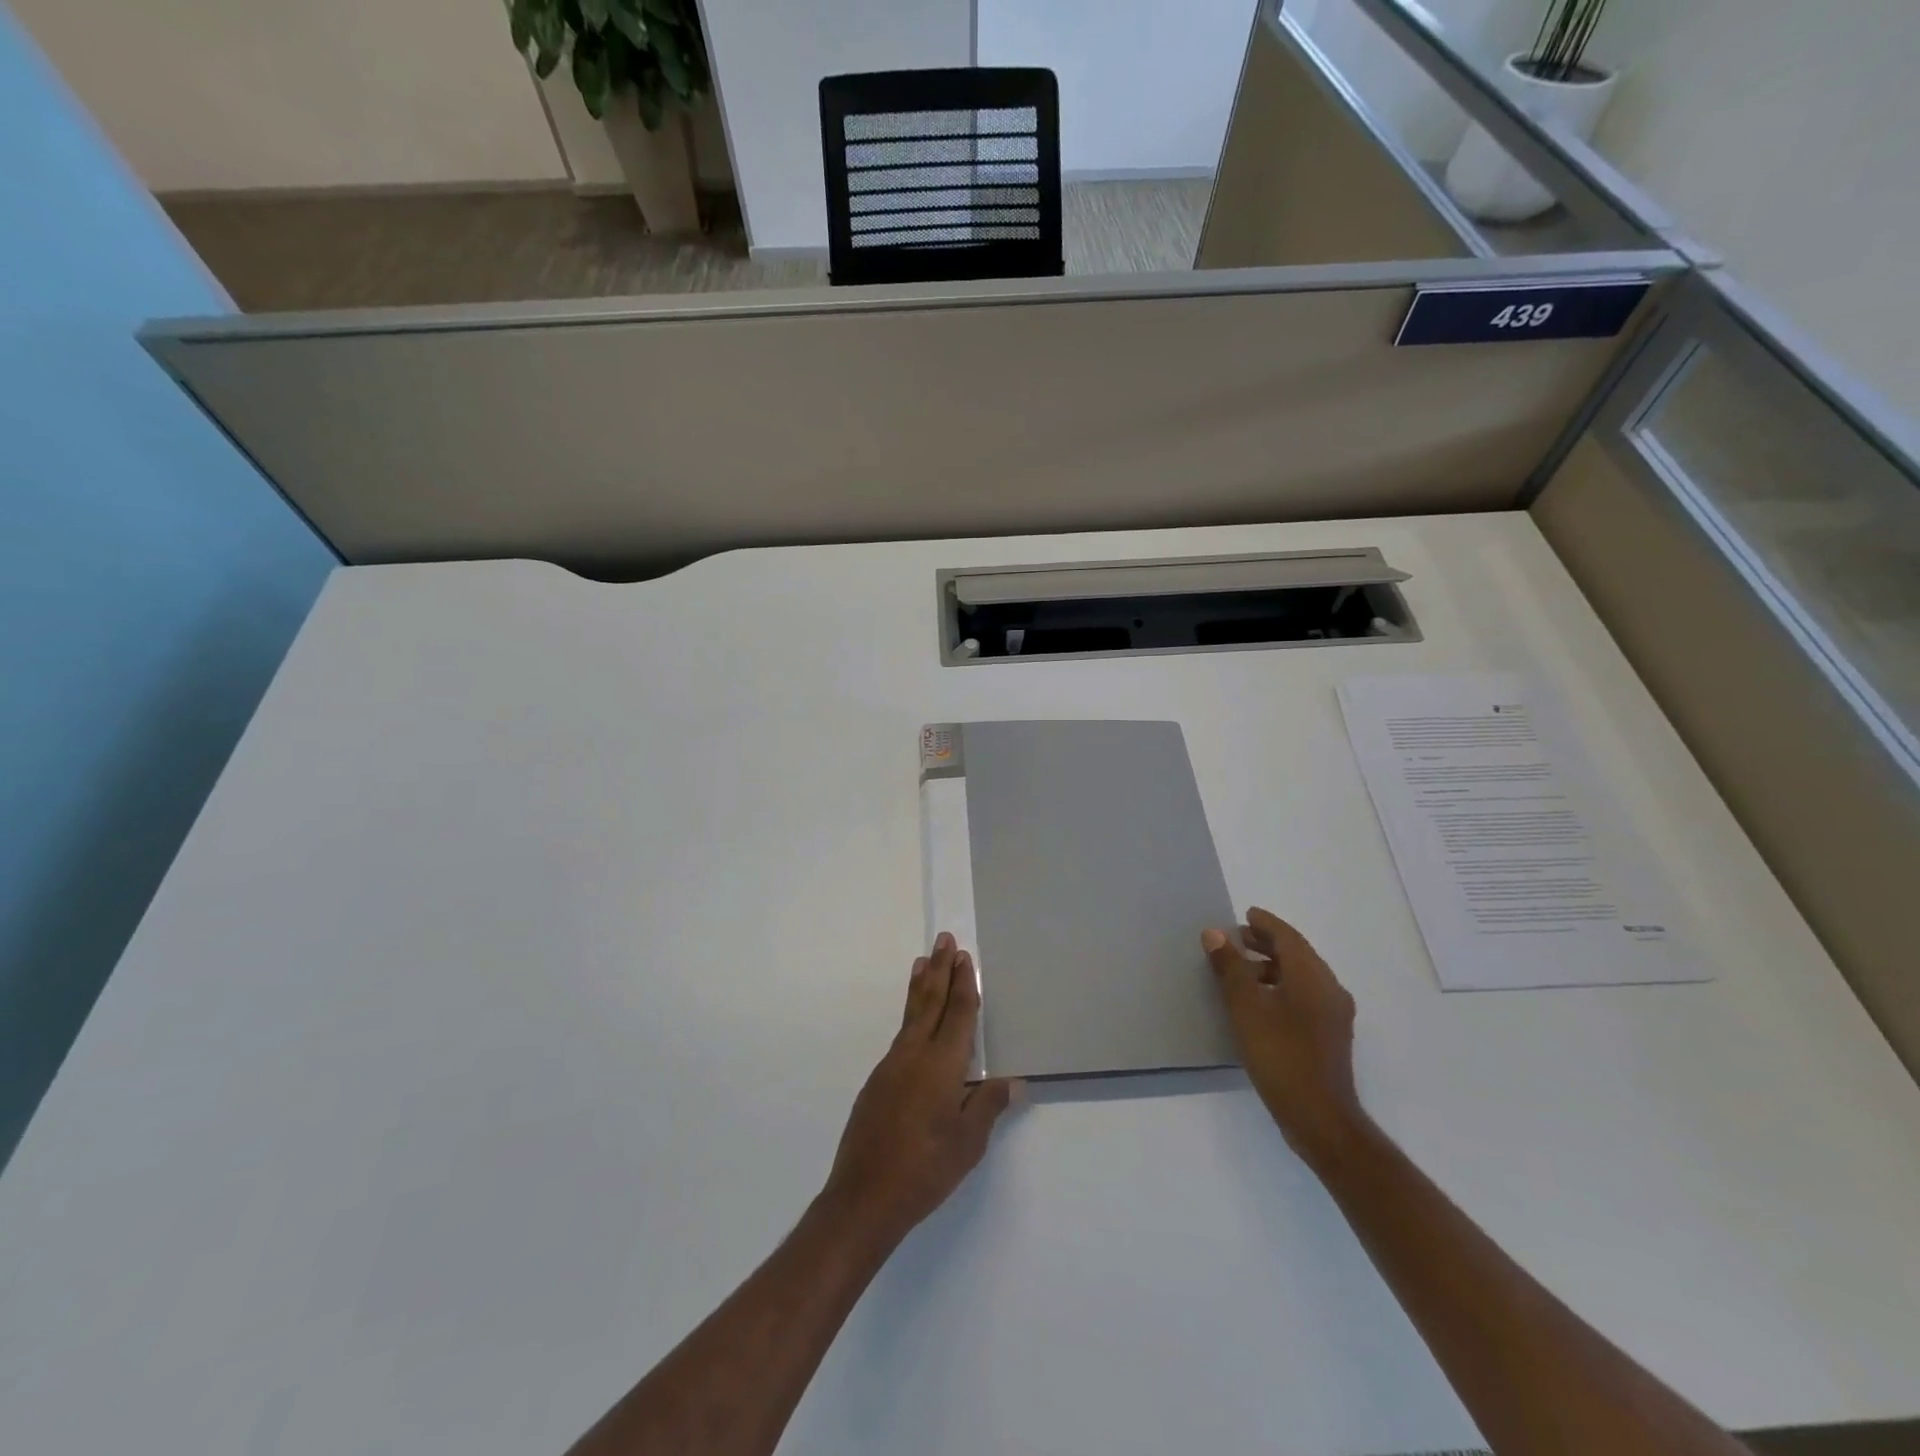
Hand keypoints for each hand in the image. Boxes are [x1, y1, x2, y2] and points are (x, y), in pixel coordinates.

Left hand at [822, 933, 1017, 1248]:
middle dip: (939, 969)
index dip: (964, 984)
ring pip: (911, 1015)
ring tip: (922, 962)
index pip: (958, 1014)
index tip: (964, 957)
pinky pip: (900, 1036)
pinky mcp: (877, 1082)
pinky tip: (914, 1022)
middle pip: (930, 1002)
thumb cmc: (925, 1170)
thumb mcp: (968, 1143)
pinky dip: (910, 1015)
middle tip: (943, 939)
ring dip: (920, 986)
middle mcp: (914, 1055)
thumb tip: (1014, 1081)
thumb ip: (988, 1106)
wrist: (864, 1197)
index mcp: (942, 1065)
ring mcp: (891, 1066)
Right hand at [1203, 908, 1368, 1170]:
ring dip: (1274, 966)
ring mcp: (1334, 1015)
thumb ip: (1230, 968)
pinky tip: (1261, 1002)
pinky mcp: (1331, 1036)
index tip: (1245, 915)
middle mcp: (1329, 989)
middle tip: (1238, 939)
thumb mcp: (1246, 1007)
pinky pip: (1306, 996)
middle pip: (1298, 955)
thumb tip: (1215, 933)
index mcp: (1312, 977)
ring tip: (1243, 970)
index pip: (1288, 938)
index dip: (1266, 924)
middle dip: (1268, 943)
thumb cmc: (1280, 1055)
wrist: (1320, 1118)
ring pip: (1302, 976)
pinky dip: (1283, 986)